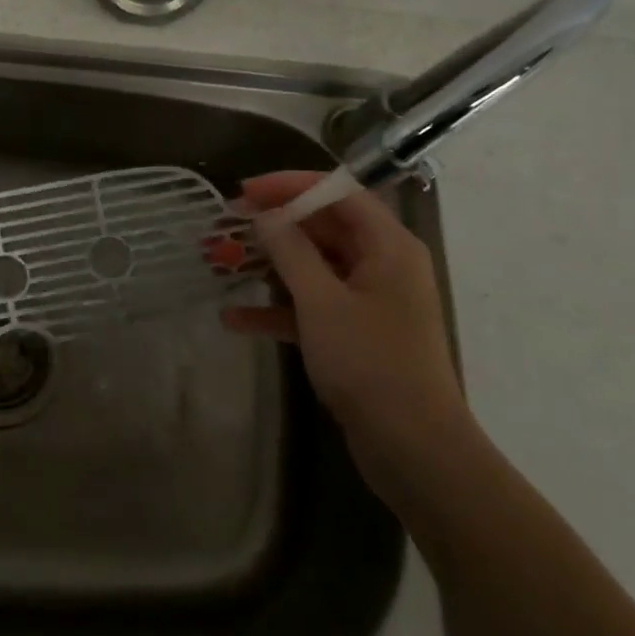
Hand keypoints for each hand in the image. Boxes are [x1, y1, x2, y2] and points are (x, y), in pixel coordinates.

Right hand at [225, 171, 471, 487]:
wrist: (414, 450)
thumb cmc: (371, 364)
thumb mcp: (322, 301)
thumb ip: (291, 251)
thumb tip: (266, 214)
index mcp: (387, 245)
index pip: (337, 193)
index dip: (290, 185)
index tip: (245, 190)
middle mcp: (381, 264)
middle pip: (323, 227)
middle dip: (273, 225)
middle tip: (226, 224)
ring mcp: (368, 301)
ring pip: (312, 267)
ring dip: (268, 265)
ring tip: (220, 263)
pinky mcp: (354, 334)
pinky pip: (311, 306)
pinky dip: (277, 309)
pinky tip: (234, 319)